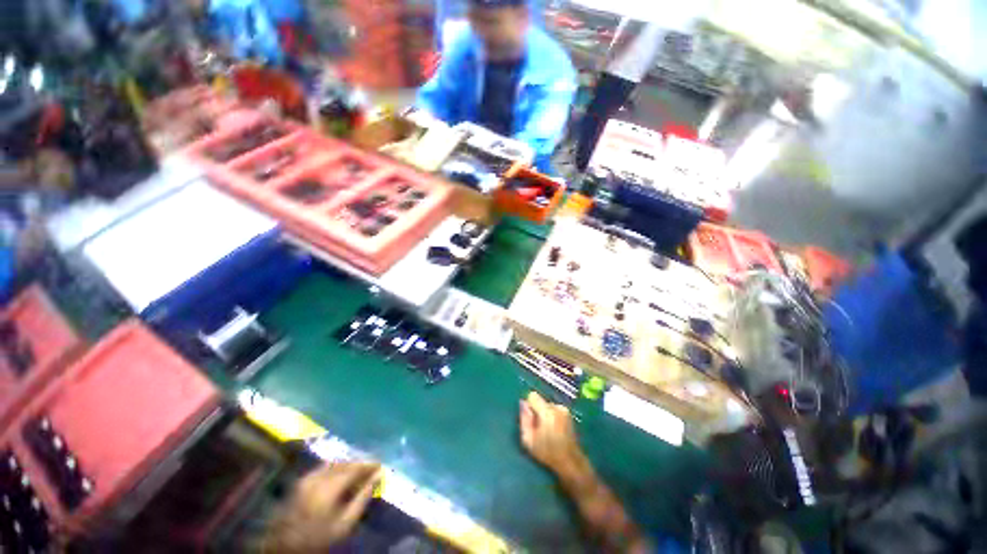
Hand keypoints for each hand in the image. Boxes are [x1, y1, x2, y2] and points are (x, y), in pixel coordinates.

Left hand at [264, 462, 381, 552]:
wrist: (286, 547)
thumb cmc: (320, 538)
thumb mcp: (345, 524)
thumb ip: (363, 497)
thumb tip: (379, 476)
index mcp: (330, 487)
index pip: (355, 468)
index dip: (369, 465)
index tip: (381, 466)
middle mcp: (318, 477)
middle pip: (345, 463)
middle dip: (360, 464)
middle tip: (372, 468)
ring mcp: (307, 477)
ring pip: (334, 463)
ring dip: (349, 464)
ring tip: (359, 471)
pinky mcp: (301, 481)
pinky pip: (324, 467)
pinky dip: (336, 467)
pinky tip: (342, 475)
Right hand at [519, 392, 583, 474]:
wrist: (570, 461)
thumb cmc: (547, 453)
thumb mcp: (528, 439)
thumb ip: (524, 419)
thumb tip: (522, 403)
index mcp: (547, 412)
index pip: (532, 396)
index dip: (529, 406)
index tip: (530, 419)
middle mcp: (557, 407)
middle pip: (540, 401)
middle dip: (537, 411)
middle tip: (539, 428)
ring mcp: (564, 409)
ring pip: (547, 406)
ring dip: (545, 414)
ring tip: (547, 431)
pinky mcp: (568, 414)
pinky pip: (554, 409)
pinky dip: (552, 416)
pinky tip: (554, 430)